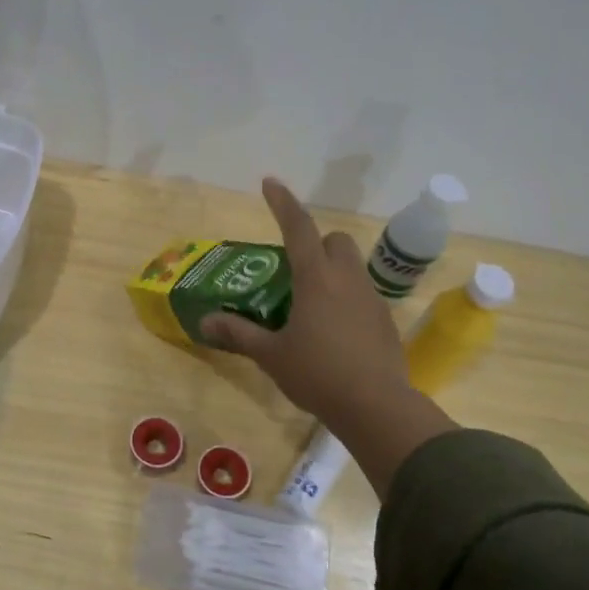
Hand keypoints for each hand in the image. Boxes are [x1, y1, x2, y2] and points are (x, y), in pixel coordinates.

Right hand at [201, 178, 452, 496]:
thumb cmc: (318, 374)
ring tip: (310, 305)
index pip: (298, 228)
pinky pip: (362, 294)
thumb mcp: (271, 355)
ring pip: (352, 267)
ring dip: (332, 271)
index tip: (269, 182)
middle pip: (335, 240)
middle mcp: (346, 279)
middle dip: (316, 243)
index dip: (282, 203)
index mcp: (316, 279)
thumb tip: (204, 321)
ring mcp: (370, 299)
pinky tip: (333, 330)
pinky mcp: (384, 320)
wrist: (376, 406)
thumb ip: (239, 333)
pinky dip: (346, 298)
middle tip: (294, 270)